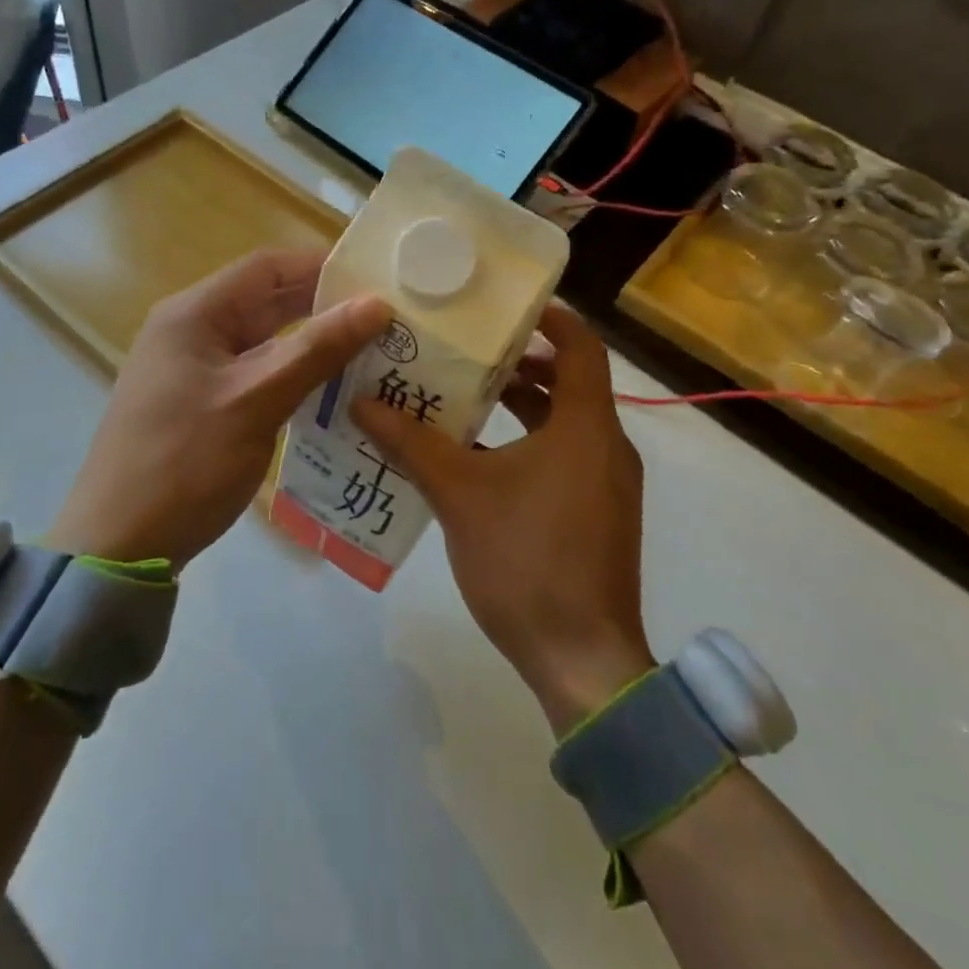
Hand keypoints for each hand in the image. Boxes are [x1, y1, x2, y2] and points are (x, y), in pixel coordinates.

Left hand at [45, 250, 390, 568]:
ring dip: (312, 344)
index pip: (267, 267)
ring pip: (264, 342)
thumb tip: (376, 304)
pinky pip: (255, 375)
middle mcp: (191, 331)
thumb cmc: (185, 463)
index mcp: (194, 314)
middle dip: (323, 307)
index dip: (321, 266)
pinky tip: (332, 391)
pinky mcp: (200, 404)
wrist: (119, 545)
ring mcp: (193, 370)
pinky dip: (292, 377)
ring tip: (372, 351)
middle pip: (266, 302)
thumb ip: (316, 349)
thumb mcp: (255, 401)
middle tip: (386, 320)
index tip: (376, 280)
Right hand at [353, 302, 653, 734]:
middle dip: (520, 364)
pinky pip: (563, 457)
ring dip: (520, 406)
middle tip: (466, 352)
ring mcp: (606, 484)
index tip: (504, 308)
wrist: (581, 659)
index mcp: (586, 427)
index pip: (581, 347)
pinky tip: (476, 458)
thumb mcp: (459, 494)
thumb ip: (411, 444)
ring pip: (564, 423)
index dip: (549, 319)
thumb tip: (362, 404)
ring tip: (463, 397)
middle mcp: (605, 446)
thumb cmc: (526, 560)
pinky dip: (527, 443)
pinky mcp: (597, 514)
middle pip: (569, 382)